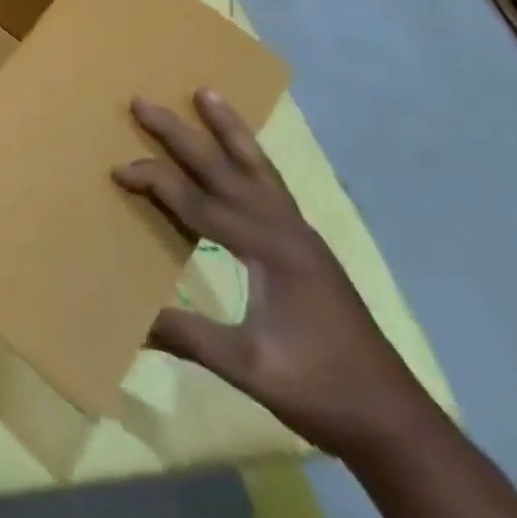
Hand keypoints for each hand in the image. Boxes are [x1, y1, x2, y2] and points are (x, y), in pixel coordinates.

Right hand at [113, 90, 435, 458]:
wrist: (399, 425)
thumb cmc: (323, 391)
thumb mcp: (250, 368)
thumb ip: (187, 335)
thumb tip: (129, 318)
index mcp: (270, 251)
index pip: (200, 203)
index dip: (156, 182)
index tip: (118, 170)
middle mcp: (286, 230)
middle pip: (226, 169)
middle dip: (182, 134)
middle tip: (142, 101)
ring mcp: (301, 236)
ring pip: (258, 167)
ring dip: (228, 129)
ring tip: (206, 92)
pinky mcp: (307, 248)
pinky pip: (271, 185)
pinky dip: (250, 156)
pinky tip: (243, 150)